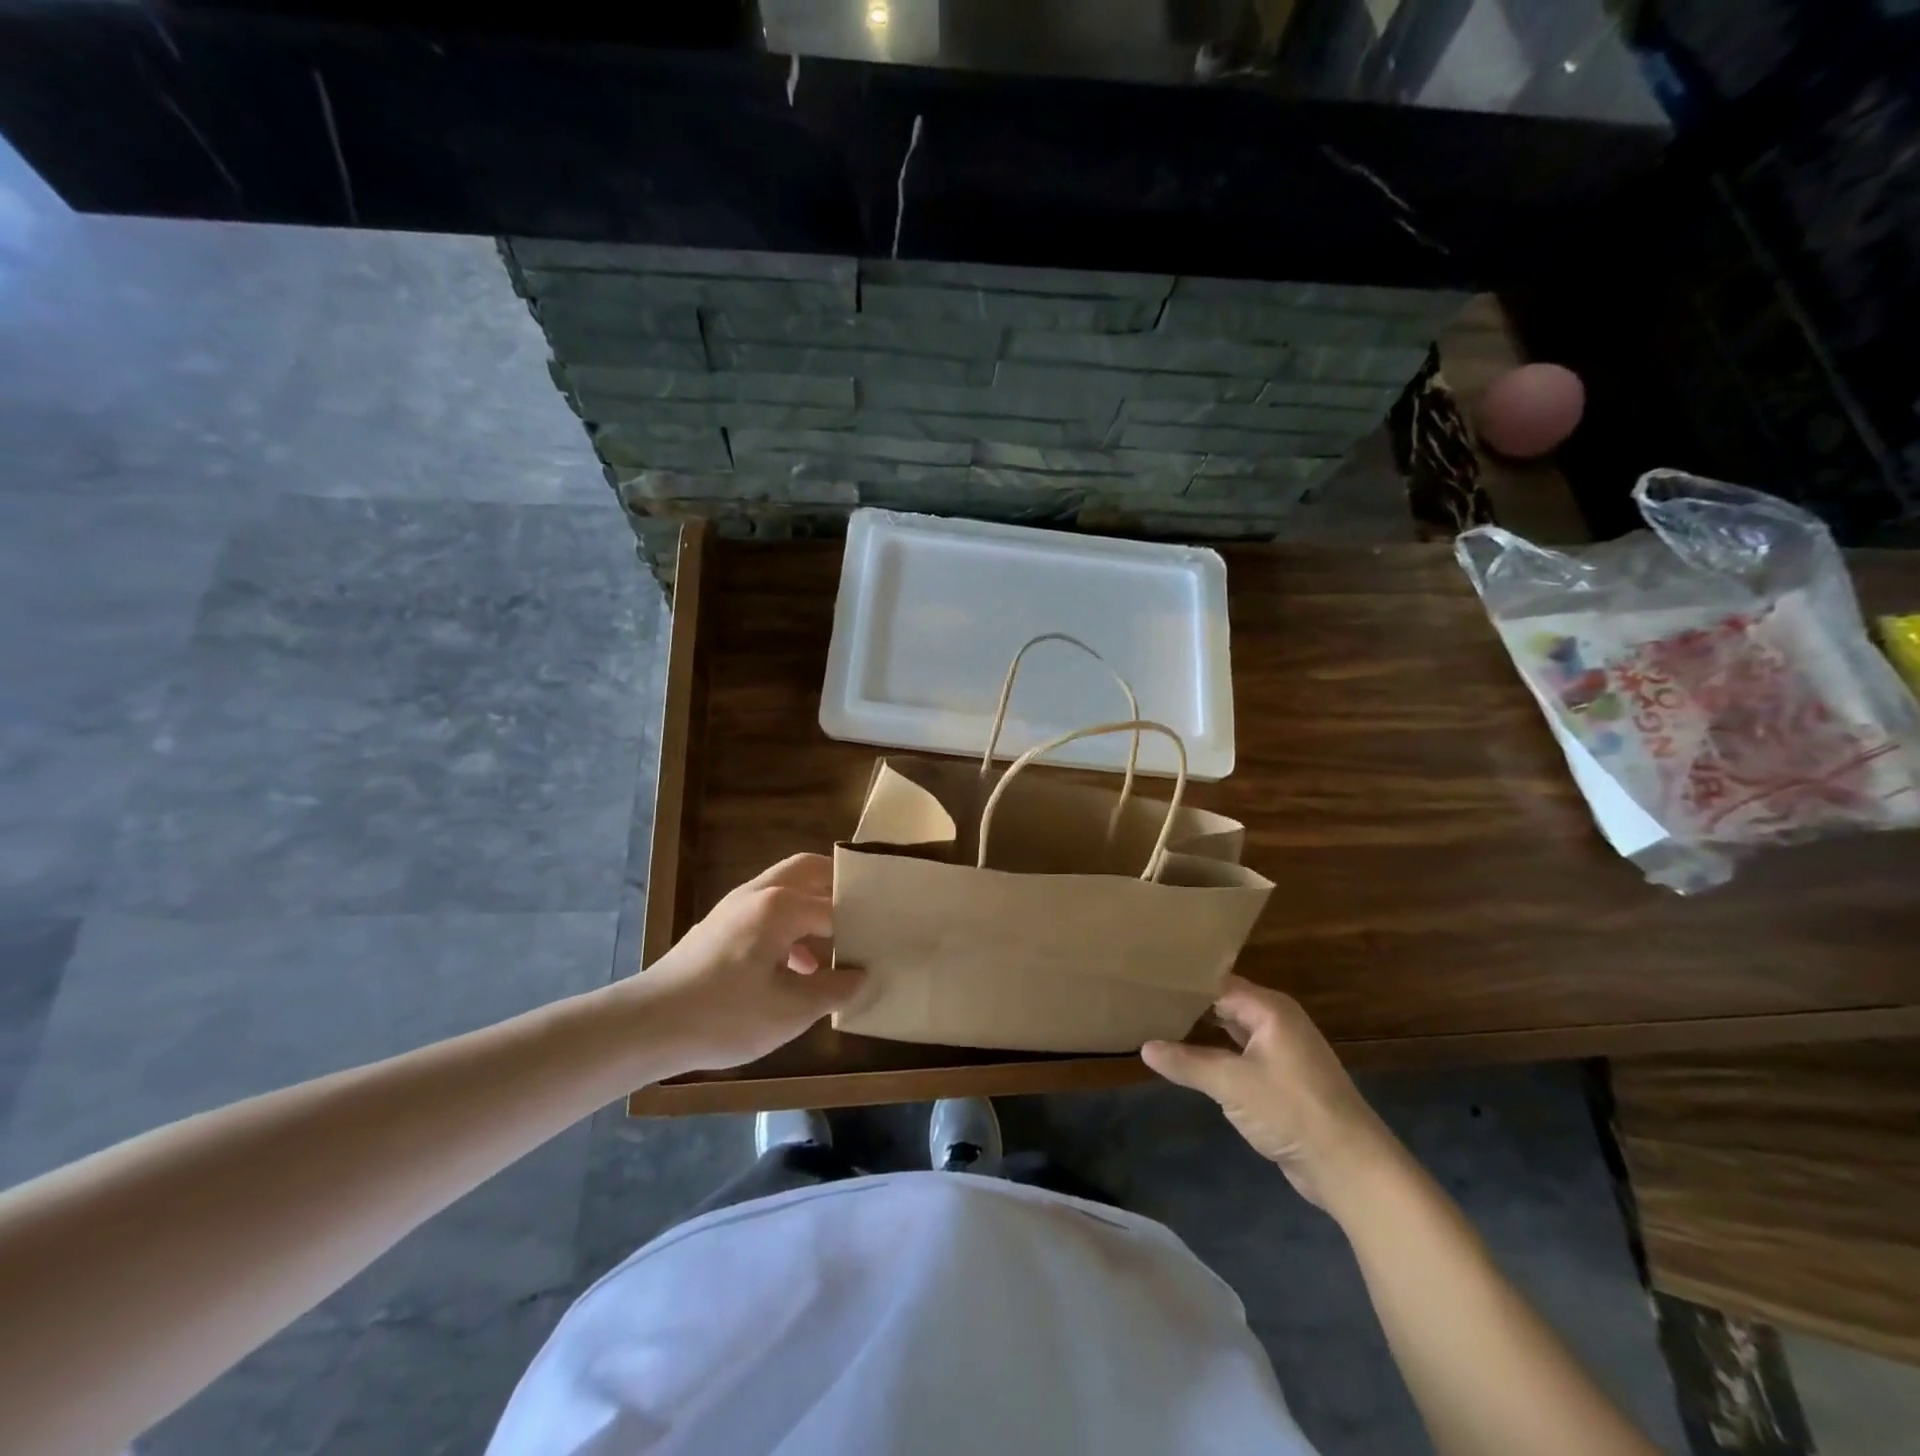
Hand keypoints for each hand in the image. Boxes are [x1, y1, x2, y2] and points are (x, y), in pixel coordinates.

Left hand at [626, 854, 864, 1072]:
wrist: (648, 1025)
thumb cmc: (724, 1015)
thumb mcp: (789, 1011)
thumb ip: (833, 989)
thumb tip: (862, 975)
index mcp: (780, 905)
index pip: (836, 906)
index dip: (862, 925)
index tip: (884, 941)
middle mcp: (759, 893)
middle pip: (809, 870)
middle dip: (839, 887)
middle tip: (866, 913)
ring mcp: (735, 906)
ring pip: (786, 889)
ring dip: (814, 907)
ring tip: (838, 945)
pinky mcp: (720, 925)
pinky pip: (767, 910)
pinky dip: (791, 926)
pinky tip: (799, 968)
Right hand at [1142, 976, 1393, 1207]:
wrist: (1351, 1167)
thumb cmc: (1292, 1111)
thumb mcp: (1232, 1084)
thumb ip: (1187, 1063)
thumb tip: (1144, 1047)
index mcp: (1269, 1008)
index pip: (1217, 982)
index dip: (1184, 981)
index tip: (1147, 979)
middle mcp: (1277, 1021)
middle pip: (1225, 1002)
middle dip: (1189, 1003)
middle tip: (1145, 999)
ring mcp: (1281, 1050)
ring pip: (1232, 1030)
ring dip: (1201, 1030)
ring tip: (1157, 1022)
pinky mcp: (1282, 1078)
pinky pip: (1240, 1054)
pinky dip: (1216, 1053)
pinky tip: (1188, 1058)